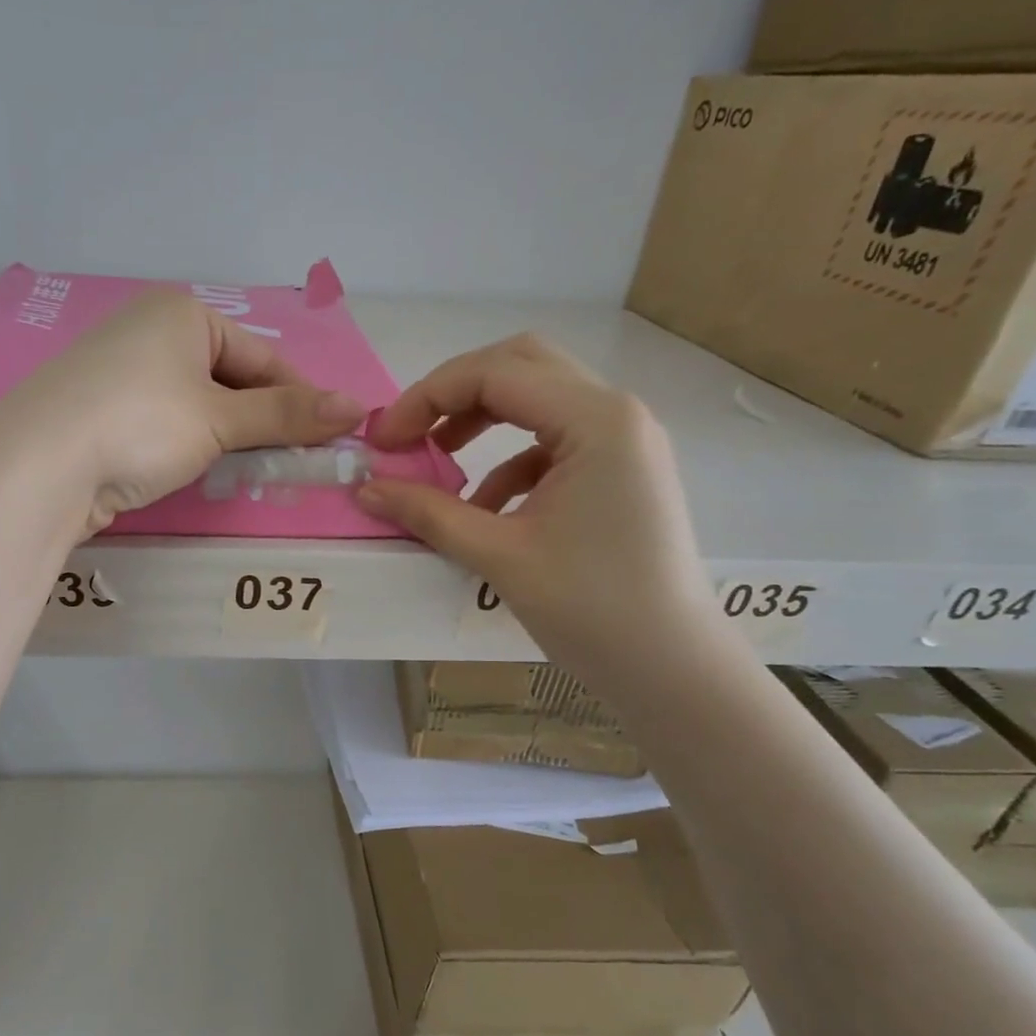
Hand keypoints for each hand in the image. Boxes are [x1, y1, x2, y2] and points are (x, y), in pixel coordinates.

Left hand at [0, 287, 366, 532]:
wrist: (39, 465)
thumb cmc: (141, 423)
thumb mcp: (220, 419)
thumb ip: (287, 416)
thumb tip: (359, 408)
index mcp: (182, 314)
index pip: (262, 357)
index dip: (300, 399)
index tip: (329, 438)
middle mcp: (150, 331)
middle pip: (229, 379)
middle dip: (262, 422)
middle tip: (292, 463)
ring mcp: (121, 372)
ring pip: (197, 405)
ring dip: (228, 438)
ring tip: (251, 472)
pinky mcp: (101, 412)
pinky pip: (165, 423)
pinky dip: (190, 446)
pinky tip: (200, 471)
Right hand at [357, 336, 715, 686]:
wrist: (671, 669)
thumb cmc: (591, 610)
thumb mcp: (499, 556)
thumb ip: (428, 513)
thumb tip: (364, 489)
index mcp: (596, 420)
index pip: (494, 373)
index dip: (426, 398)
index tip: (383, 441)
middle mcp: (616, 413)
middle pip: (519, 366)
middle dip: (453, 394)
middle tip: (409, 435)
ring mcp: (623, 440)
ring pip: (537, 397)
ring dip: (480, 420)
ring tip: (437, 461)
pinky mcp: (619, 469)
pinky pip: (552, 440)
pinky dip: (507, 459)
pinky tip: (483, 506)